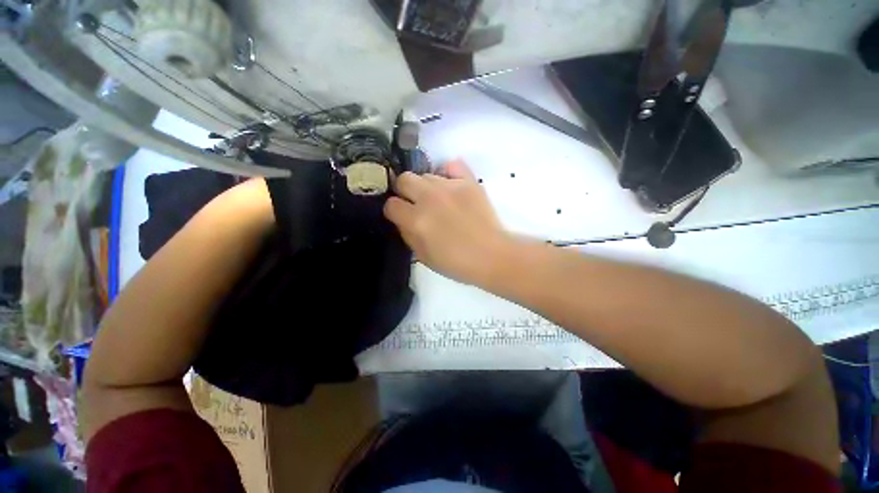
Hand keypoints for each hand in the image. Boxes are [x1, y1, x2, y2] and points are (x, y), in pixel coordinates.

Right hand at [383, 160, 513, 285]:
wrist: (491, 255)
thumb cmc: (456, 263)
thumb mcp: (423, 256)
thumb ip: (407, 234)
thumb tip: (403, 218)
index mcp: (416, 220)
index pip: (391, 204)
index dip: (395, 212)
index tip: (402, 216)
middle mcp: (429, 198)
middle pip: (404, 179)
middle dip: (405, 191)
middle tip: (416, 204)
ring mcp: (450, 186)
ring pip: (426, 174)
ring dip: (427, 187)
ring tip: (439, 200)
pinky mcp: (469, 181)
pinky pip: (452, 165)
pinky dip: (449, 173)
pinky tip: (451, 186)